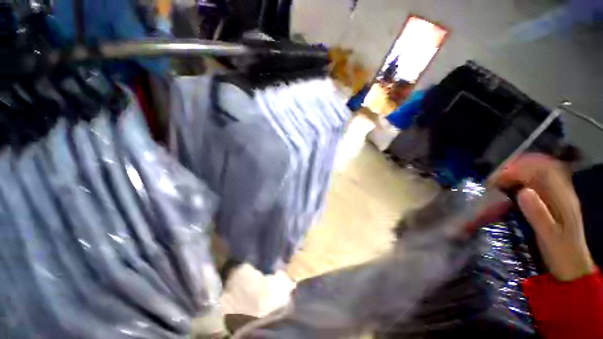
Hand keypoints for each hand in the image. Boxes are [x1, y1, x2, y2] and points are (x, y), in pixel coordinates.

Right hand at [492, 154, 594, 280]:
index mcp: (562, 197)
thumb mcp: (549, 236)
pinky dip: (522, 179)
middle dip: (513, 169)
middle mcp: (562, 191)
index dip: (516, 171)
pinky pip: (537, 180)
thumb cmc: (560, 252)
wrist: (573, 264)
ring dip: (516, 173)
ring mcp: (559, 194)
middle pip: (538, 167)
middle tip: (493, 181)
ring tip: (499, 182)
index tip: (495, 181)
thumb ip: (538, 214)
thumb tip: (523, 191)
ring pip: (537, 171)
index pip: (540, 171)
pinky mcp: (553, 200)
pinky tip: (512, 187)